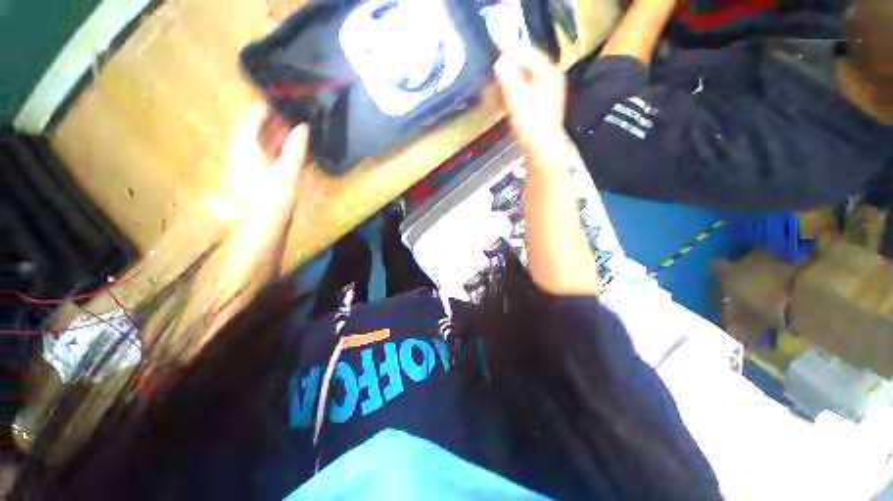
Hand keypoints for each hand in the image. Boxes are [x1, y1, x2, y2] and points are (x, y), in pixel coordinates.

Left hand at [228, 104, 308, 211]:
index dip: (274, 103)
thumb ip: (295, 148)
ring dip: (286, 132)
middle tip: (305, 109)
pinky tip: (302, 146)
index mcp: (246, 143)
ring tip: (307, 124)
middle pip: (263, 125)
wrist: (264, 230)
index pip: (257, 112)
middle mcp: (247, 147)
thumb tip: (304, 126)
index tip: (294, 94)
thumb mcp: (286, 172)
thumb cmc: (272, 200)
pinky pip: (275, 152)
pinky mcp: (264, 172)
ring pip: (270, 139)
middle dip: (282, 117)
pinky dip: (287, 146)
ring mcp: (255, 160)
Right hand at [493, 48, 566, 150]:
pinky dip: (512, 97)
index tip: (495, 51)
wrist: (542, 149)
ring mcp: (547, 93)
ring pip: (523, 82)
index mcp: (548, 72)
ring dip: (506, 86)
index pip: (527, 54)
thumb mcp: (516, 99)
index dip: (510, 52)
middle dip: (506, 72)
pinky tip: (501, 104)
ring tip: (492, 94)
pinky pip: (525, 94)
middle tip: (492, 76)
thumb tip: (500, 62)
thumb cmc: (530, 123)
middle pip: (525, 68)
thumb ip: (508, 77)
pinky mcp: (541, 105)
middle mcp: (550, 78)